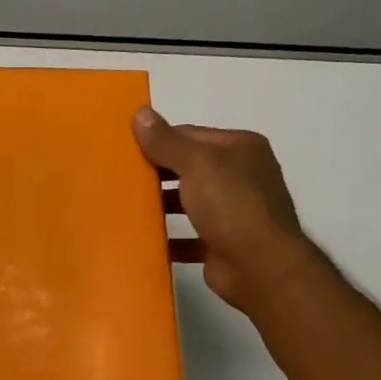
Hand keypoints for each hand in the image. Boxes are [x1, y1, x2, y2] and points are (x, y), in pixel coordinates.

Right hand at [133, 106, 310, 314]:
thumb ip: (166, 141)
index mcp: (240, 148)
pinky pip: (190, 236)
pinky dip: (169, 237)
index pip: (190, 135)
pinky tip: (143, 238)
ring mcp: (234, 211)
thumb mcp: (196, 164)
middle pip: (189, 168)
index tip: (124, 150)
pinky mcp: (224, 243)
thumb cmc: (231, 205)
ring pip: (189, 202)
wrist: (260, 267)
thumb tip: (140, 112)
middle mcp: (241, 175)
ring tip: (125, 207)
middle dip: (157, 173)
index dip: (158, 140)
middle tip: (120, 178)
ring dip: (161, 205)